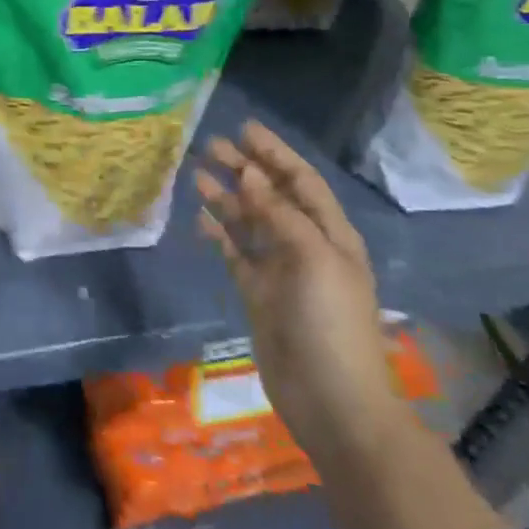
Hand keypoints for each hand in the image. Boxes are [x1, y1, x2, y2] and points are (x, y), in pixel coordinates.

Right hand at [195, 122, 403, 462]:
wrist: (331, 399)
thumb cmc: (330, 322)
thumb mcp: (312, 258)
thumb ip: (279, 214)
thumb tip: (251, 173)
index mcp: (331, 234)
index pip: (301, 181)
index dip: (275, 153)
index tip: (245, 129)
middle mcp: (305, 245)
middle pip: (272, 196)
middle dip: (245, 169)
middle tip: (210, 146)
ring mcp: (280, 270)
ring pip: (249, 222)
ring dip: (227, 197)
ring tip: (197, 175)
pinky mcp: (257, 293)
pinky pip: (235, 253)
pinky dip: (219, 234)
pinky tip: (200, 219)